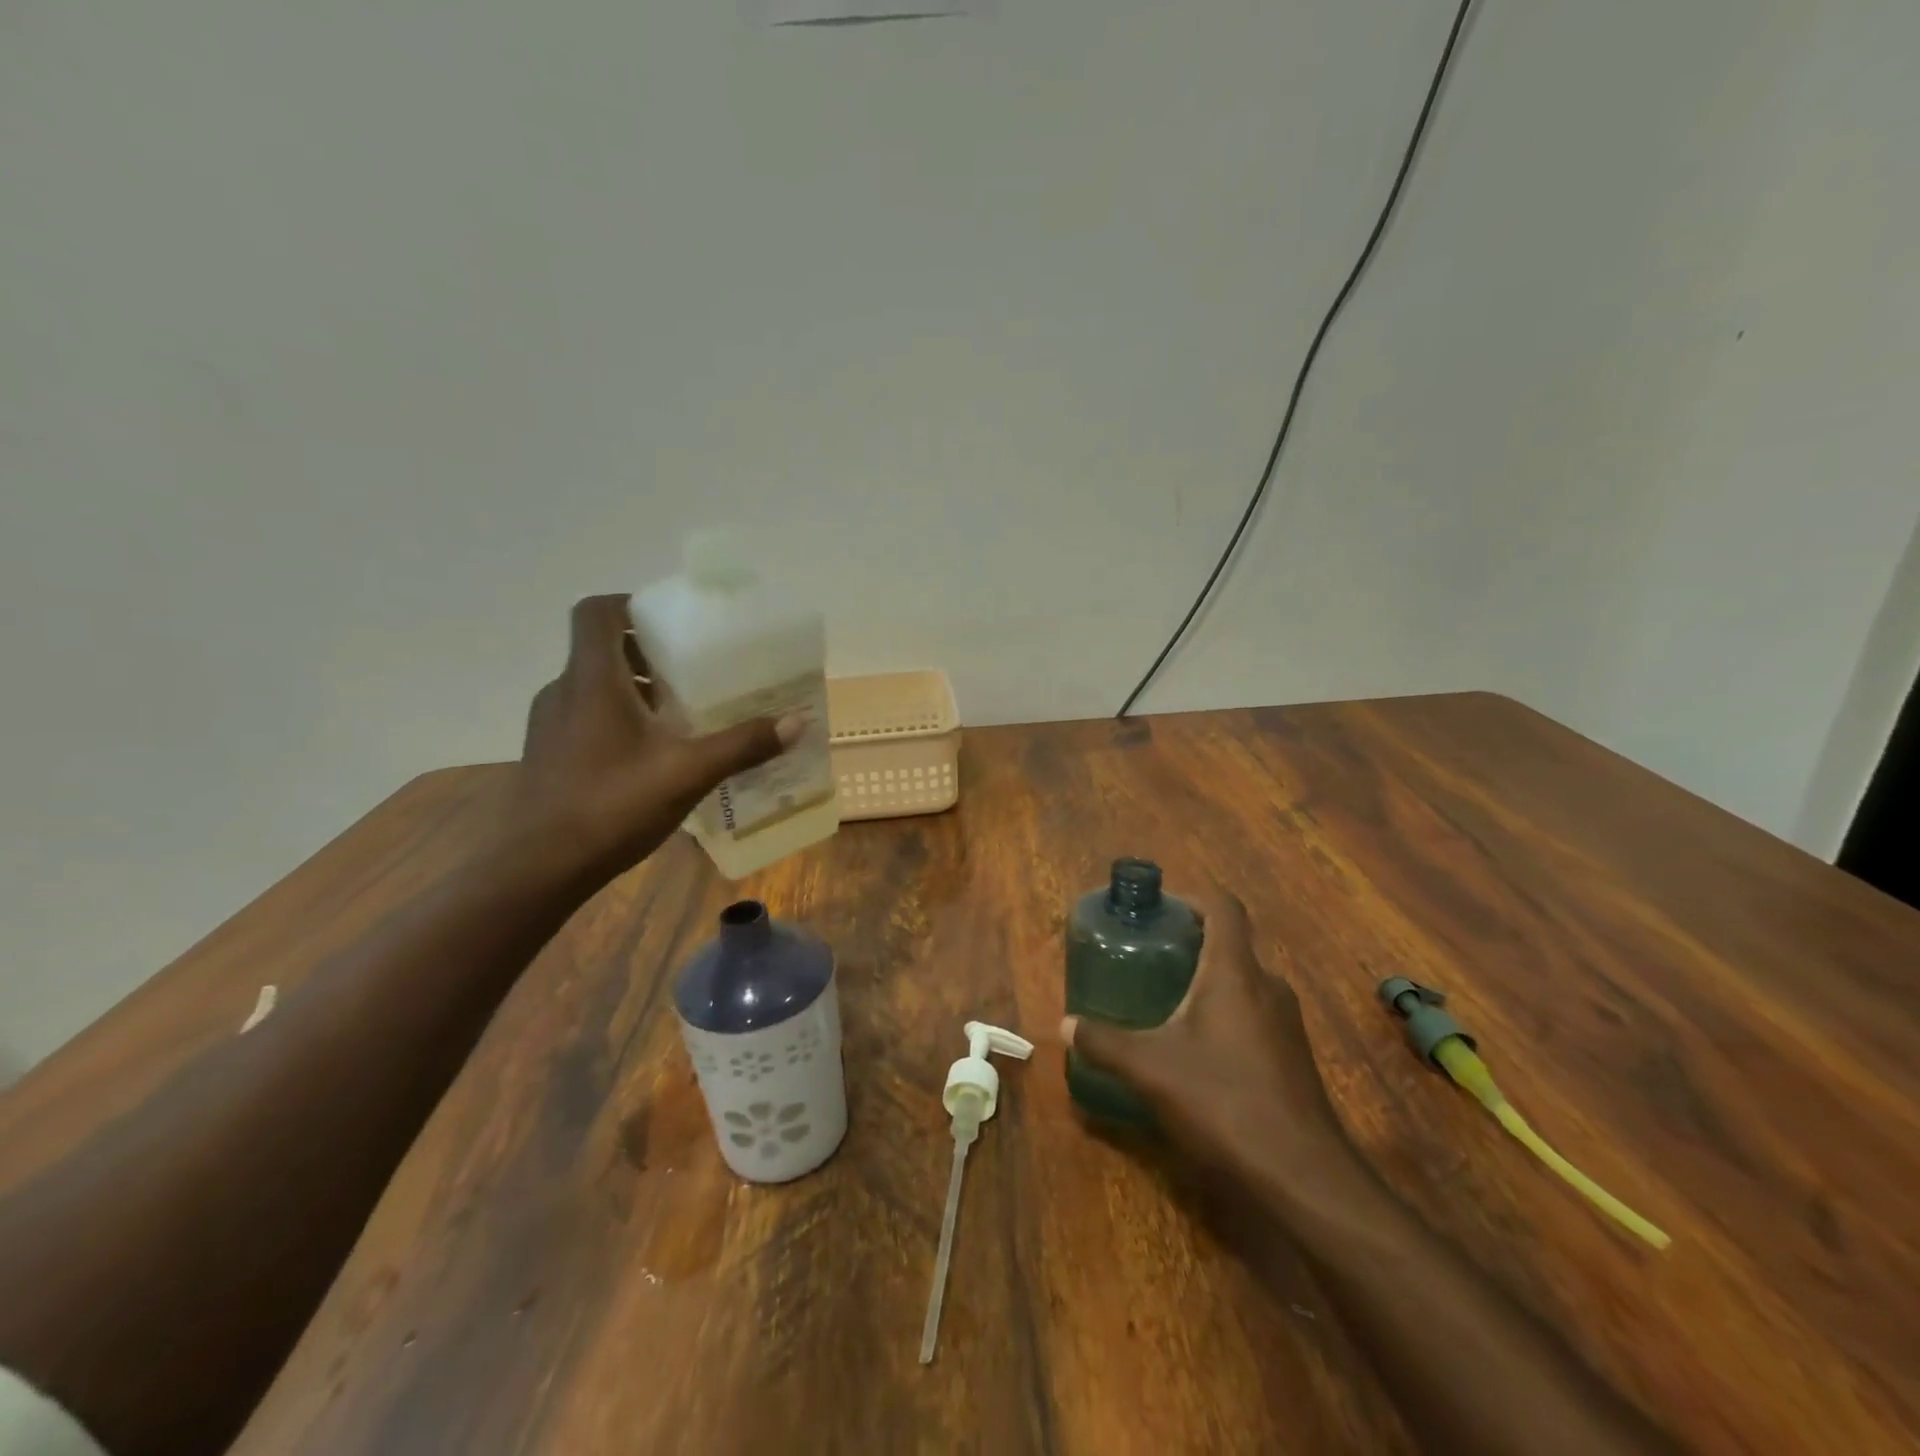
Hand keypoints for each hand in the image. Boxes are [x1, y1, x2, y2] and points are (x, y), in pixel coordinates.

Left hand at [507, 595, 800, 882]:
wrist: (537, 869)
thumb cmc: (610, 806)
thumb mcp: (688, 773)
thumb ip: (742, 745)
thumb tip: (797, 722)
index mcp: (593, 680)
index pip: (597, 612)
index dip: (632, 604)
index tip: (674, 621)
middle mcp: (565, 691)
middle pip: (602, 649)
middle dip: (648, 652)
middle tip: (694, 671)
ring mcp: (550, 725)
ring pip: (595, 686)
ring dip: (636, 689)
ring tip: (680, 714)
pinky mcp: (548, 754)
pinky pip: (587, 716)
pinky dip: (619, 719)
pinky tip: (652, 755)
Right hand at [1062, 888, 1356, 1186]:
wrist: (1303, 1177)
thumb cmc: (1223, 1102)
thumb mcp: (1150, 1069)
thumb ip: (1104, 1042)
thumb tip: (1066, 1025)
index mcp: (1235, 972)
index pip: (1223, 907)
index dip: (1191, 897)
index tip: (1157, 908)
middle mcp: (1267, 986)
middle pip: (1230, 943)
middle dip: (1189, 942)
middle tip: (1147, 954)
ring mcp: (1286, 1023)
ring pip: (1242, 982)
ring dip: (1206, 980)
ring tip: (1164, 998)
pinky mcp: (1292, 1057)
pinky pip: (1253, 1013)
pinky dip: (1223, 1013)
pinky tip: (1196, 1048)